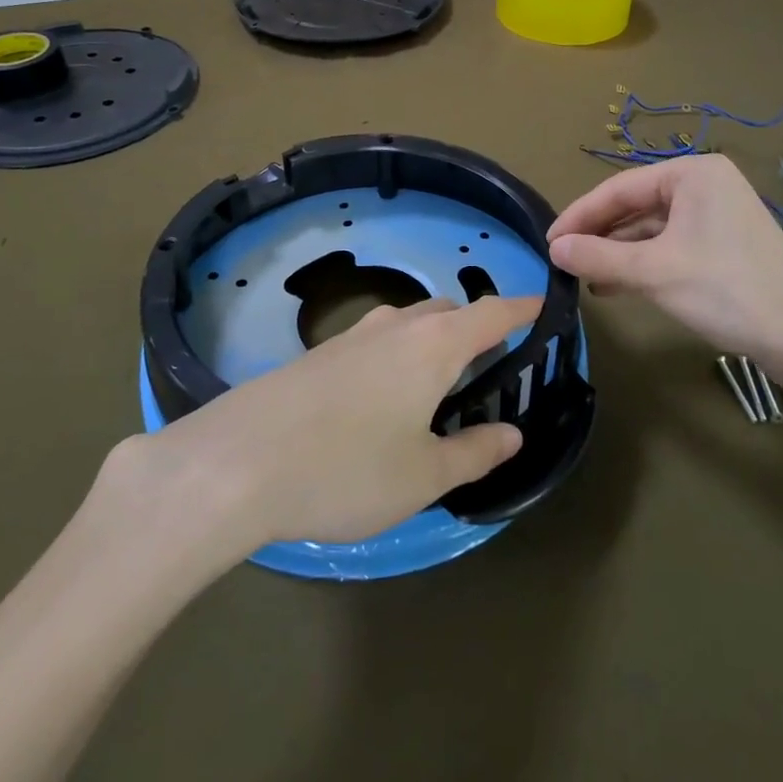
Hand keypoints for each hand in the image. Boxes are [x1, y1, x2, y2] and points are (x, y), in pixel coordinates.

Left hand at [146, 296, 533, 545]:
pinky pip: (376, 339)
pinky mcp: (320, 353)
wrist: (239, 460)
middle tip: (488, 364)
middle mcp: (396, 326)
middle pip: (449, 311)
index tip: (543, 306)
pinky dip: (397, 353)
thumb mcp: (423, 476)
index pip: (492, 312)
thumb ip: (474, 453)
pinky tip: (382, 397)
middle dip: (475, 327)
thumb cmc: (347, 468)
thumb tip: (512, 432)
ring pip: (409, 322)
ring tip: (437, 382)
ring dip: (432, 339)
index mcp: (434, 345)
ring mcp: (353, 335)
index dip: (521, 308)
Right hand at [548, 155, 782, 390]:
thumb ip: (599, 256)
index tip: (549, 241)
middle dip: (599, 235)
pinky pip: (671, 244)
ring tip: (583, 277)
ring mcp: (718, 215)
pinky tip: (616, 284)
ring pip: (652, 228)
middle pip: (636, 205)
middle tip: (563, 260)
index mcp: (692, 173)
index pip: (619, 188)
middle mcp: (705, 184)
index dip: (580, 215)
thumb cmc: (726, 291)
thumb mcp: (654, 272)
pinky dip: (643, 262)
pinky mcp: (725, 244)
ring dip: (618, 252)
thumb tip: (553, 248)